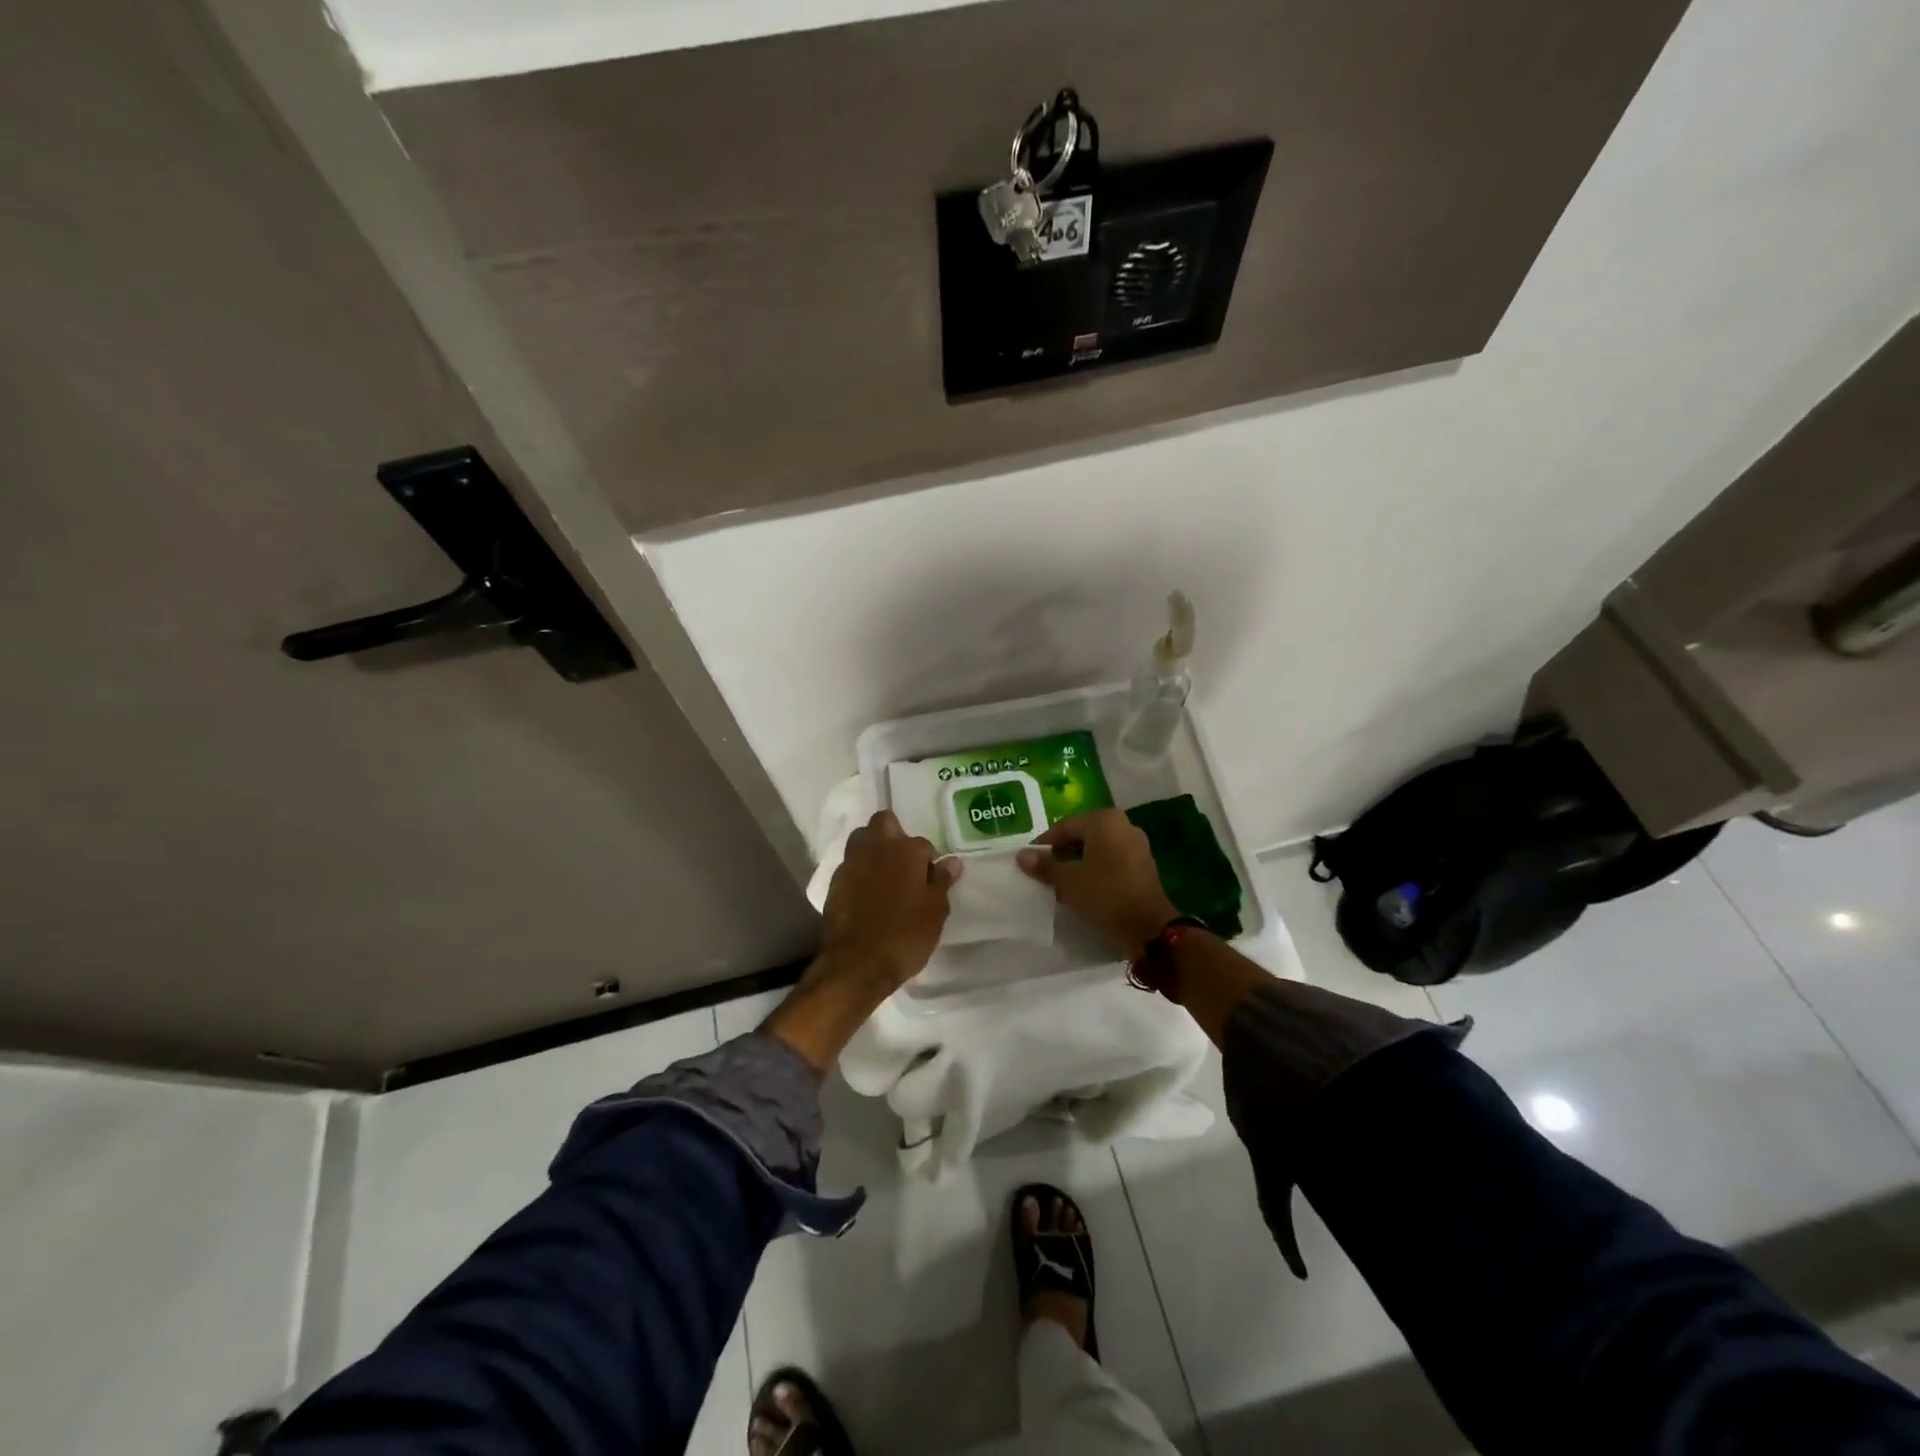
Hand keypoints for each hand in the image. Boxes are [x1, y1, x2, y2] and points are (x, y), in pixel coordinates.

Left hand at [764, 811, 959, 1071]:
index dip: (928, 861)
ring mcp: (851, 863)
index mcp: (905, 850)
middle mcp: (876, 848)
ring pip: (862, 838)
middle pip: (884, 822)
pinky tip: (867, 894)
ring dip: (873, 849)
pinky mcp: (834, 882)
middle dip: (894, 835)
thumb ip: (942, 882)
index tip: (930, 880)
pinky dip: (859, 872)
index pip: (923, 844)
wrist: (856, 964)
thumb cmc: (904, 936)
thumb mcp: (934, 912)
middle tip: (904, 864)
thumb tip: (952, 862)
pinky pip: (850, 865)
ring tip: (884, 876)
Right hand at [1018, 809, 1178, 960]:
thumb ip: (1044, 866)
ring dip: (1078, 863)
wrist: (1148, 927)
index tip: (1029, 860)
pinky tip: (1083, 888)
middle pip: (1082, 836)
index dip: (1044, 844)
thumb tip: (1022, 855)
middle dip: (1062, 853)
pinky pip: (1111, 862)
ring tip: (1060, 882)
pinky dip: (1096, 871)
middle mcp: (1124, 826)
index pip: (1065, 826)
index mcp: (1105, 820)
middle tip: (1043, 871)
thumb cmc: (1105, 894)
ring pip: (1097, 850)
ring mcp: (1137, 846)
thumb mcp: (1068, 880)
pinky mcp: (1143, 866)